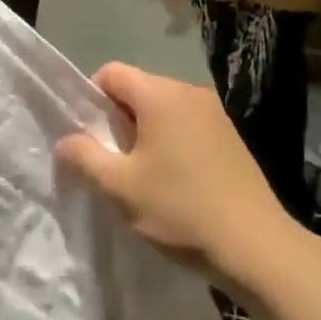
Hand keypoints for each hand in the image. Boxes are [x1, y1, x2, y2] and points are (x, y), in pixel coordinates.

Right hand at [55, 63, 291, 284]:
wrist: (255, 245)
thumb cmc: (179, 208)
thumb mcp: (120, 186)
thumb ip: (85, 156)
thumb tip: (65, 141)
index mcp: (161, 94)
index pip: (112, 73)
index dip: (91, 99)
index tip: (88, 136)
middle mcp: (189, 92)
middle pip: (138, 89)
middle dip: (117, 119)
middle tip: (111, 161)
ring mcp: (215, 113)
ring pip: (163, 109)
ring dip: (144, 132)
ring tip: (141, 174)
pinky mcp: (230, 136)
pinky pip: (186, 124)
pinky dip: (170, 141)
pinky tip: (173, 180)